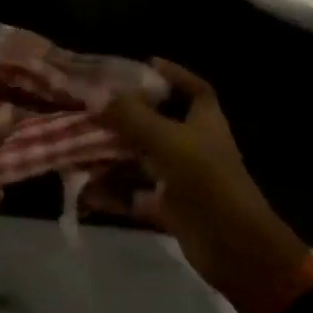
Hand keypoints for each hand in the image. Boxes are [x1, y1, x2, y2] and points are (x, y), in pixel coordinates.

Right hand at [95, 59, 312, 312]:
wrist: (234, 248)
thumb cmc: (206, 180)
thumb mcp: (167, 140)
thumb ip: (132, 116)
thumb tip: (100, 96)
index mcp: (204, 121)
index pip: (193, 88)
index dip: (173, 74)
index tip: (145, 64)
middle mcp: (194, 145)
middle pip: (158, 122)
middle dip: (125, 116)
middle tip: (92, 107)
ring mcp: (182, 178)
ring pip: (142, 159)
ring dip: (113, 155)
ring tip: (78, 146)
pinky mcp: (171, 208)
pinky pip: (136, 194)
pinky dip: (114, 192)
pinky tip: (86, 189)